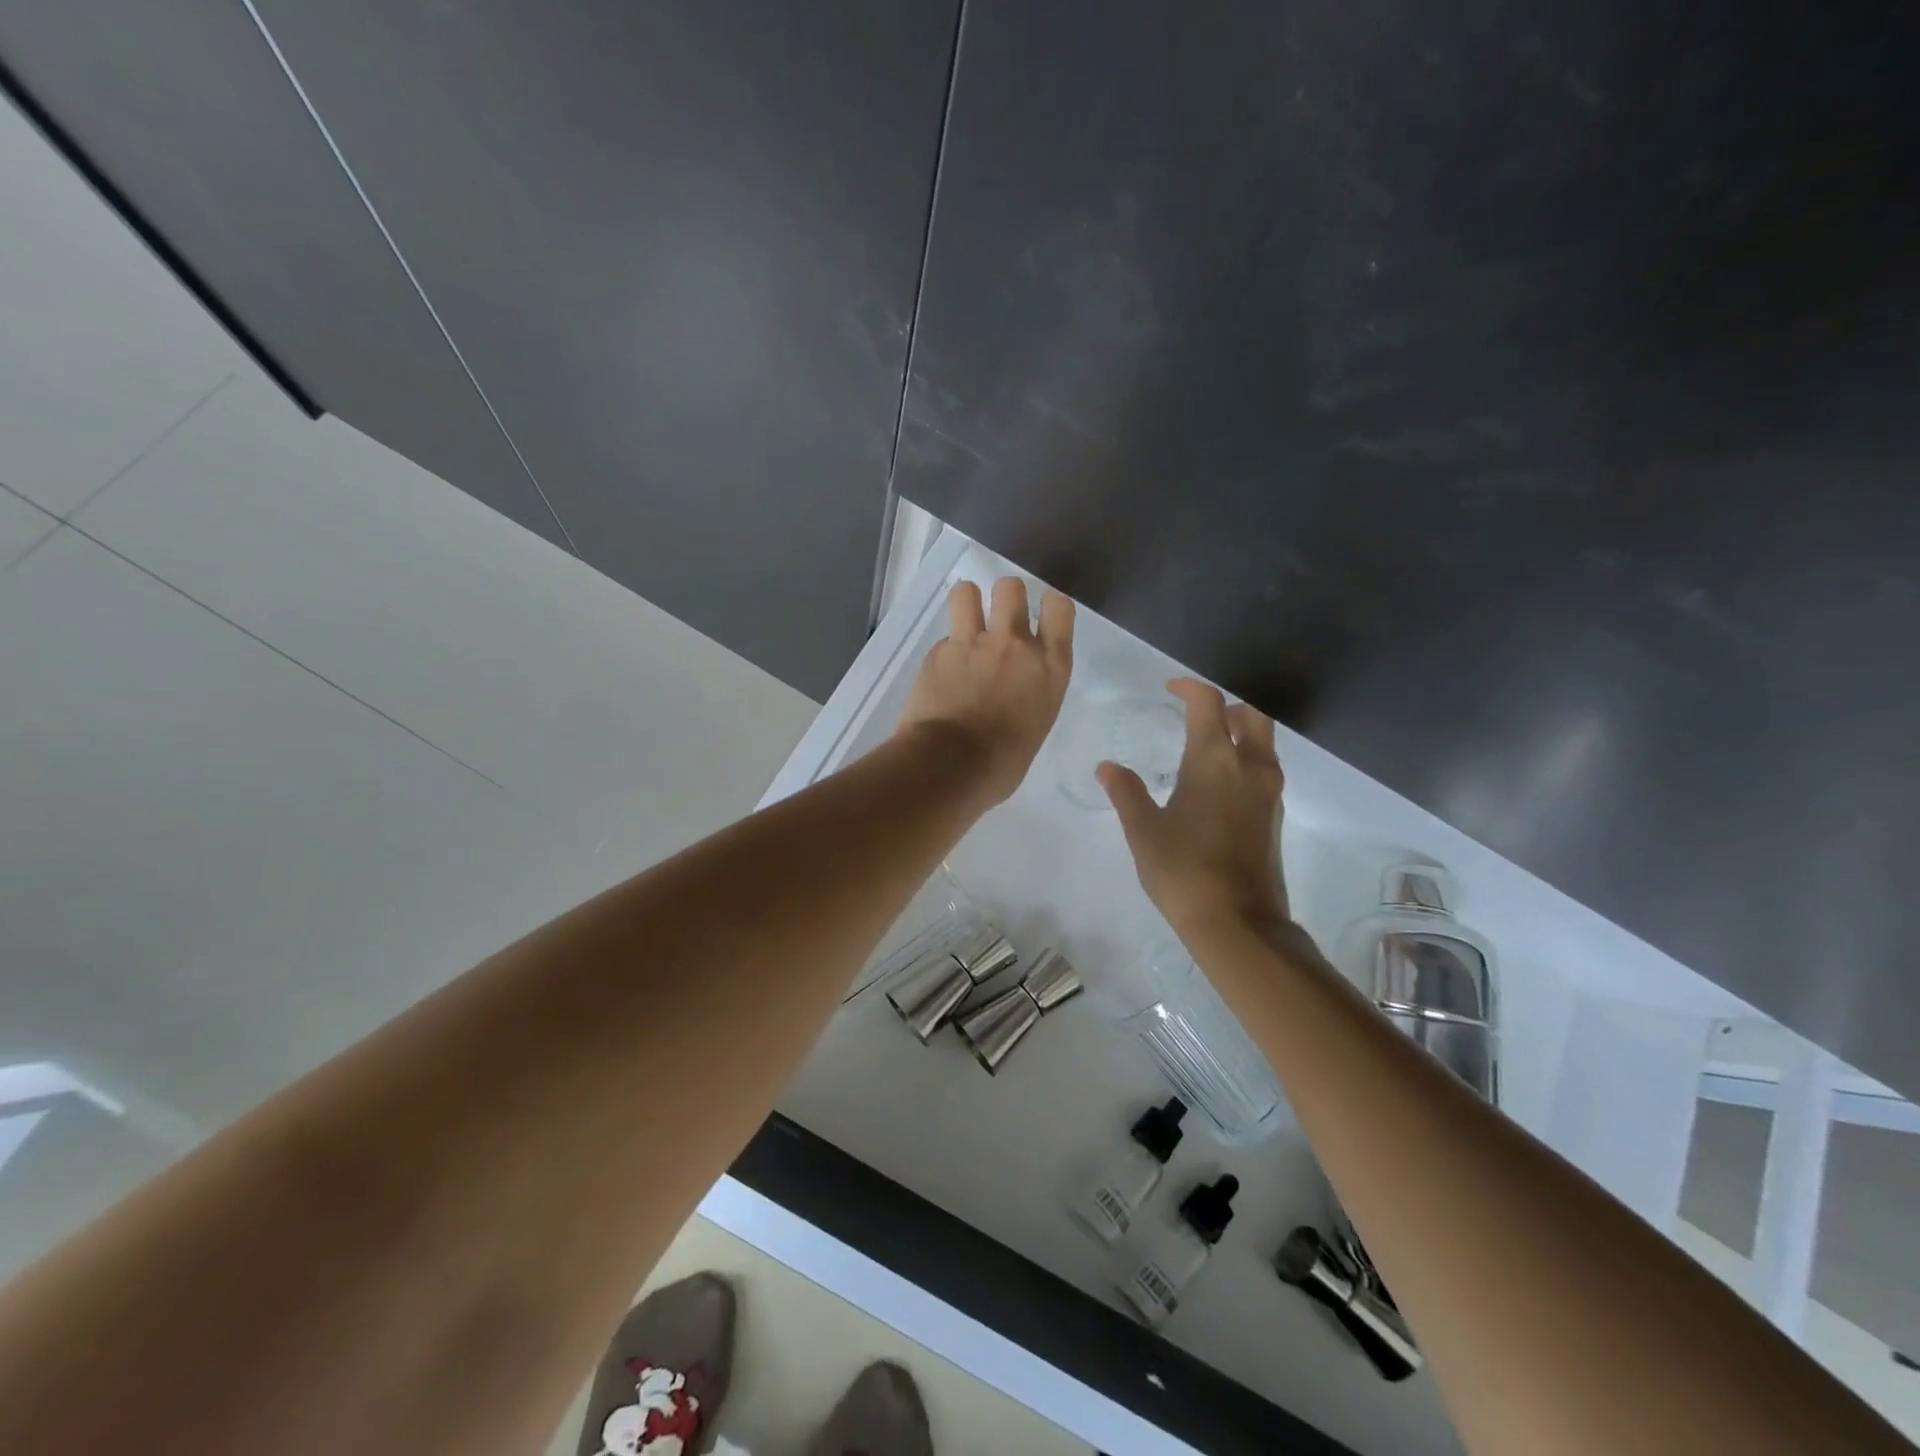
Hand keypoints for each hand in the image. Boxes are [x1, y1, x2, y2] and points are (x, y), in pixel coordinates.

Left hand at [897, 577, 1074, 803]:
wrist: (950, 767)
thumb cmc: (1002, 764)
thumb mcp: (1035, 725)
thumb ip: (1028, 694)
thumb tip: (1011, 694)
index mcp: (1049, 668)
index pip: (1059, 608)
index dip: (1050, 605)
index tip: (1042, 614)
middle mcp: (1014, 645)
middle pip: (1012, 587)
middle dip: (1005, 596)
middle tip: (998, 617)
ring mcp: (973, 643)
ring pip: (968, 592)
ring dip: (968, 602)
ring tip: (965, 621)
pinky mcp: (938, 652)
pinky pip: (943, 639)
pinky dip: (945, 652)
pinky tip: (941, 674)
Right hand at [1099, 678, 1288, 935]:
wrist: (1238, 923)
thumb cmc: (1183, 870)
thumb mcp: (1144, 831)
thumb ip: (1127, 793)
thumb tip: (1108, 767)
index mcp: (1214, 760)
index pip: (1209, 704)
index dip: (1190, 688)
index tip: (1171, 689)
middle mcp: (1250, 767)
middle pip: (1252, 715)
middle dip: (1226, 707)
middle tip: (1197, 715)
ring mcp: (1268, 793)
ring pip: (1263, 744)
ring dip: (1239, 733)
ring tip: (1205, 748)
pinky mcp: (1274, 817)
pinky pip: (1264, 771)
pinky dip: (1245, 761)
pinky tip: (1217, 786)